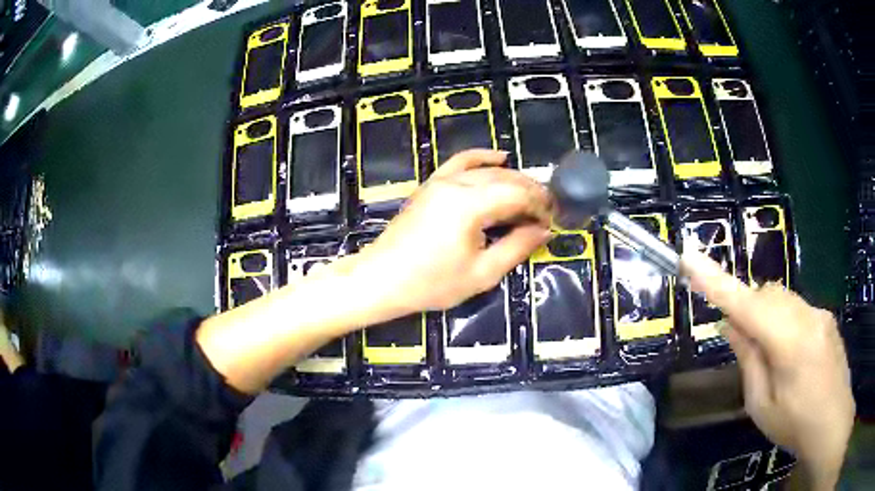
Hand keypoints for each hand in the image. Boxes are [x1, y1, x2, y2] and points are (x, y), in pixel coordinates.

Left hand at [356, 149, 552, 312]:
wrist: (382, 279)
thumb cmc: (431, 283)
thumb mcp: (482, 273)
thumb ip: (517, 247)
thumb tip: (543, 230)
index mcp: (469, 205)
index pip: (517, 194)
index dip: (540, 205)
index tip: (553, 220)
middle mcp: (456, 184)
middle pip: (504, 178)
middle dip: (531, 192)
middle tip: (547, 211)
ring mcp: (440, 181)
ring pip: (486, 170)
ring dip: (513, 179)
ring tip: (531, 196)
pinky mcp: (431, 185)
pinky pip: (460, 162)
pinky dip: (482, 158)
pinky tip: (500, 157)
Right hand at [682, 251, 853, 488]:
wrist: (833, 421)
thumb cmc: (794, 423)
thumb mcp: (761, 404)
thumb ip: (749, 359)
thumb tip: (732, 325)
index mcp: (788, 342)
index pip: (746, 305)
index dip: (716, 282)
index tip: (688, 258)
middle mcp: (805, 316)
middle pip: (767, 293)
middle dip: (750, 310)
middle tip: (745, 345)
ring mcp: (819, 313)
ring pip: (783, 298)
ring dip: (768, 317)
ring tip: (773, 357)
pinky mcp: (826, 317)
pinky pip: (798, 308)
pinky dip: (785, 321)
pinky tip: (793, 356)